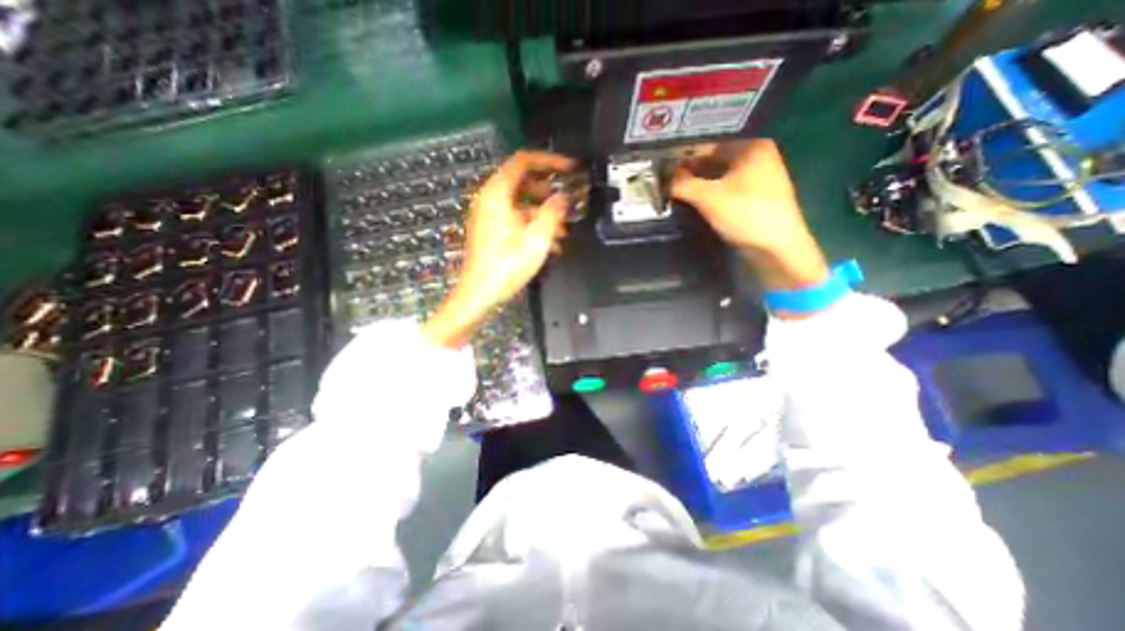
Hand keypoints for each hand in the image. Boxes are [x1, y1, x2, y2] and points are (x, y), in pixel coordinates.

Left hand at [424, 152, 575, 348]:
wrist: (479, 294)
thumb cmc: (505, 267)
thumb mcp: (537, 239)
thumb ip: (554, 213)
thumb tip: (563, 198)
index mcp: (497, 195)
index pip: (524, 161)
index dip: (549, 161)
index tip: (568, 168)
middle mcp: (490, 201)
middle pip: (522, 182)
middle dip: (548, 190)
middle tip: (565, 200)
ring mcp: (489, 216)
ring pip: (520, 202)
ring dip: (543, 211)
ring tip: (562, 228)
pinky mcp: (491, 231)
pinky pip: (515, 218)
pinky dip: (532, 224)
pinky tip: (549, 242)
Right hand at [671, 138, 828, 291]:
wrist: (776, 248)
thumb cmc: (746, 215)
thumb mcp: (709, 198)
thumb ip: (683, 185)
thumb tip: (661, 180)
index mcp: (751, 147)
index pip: (707, 147)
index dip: (682, 158)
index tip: (661, 169)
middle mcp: (757, 157)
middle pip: (713, 161)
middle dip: (689, 172)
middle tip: (664, 183)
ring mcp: (758, 178)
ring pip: (718, 177)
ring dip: (697, 184)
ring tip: (673, 193)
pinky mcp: (754, 198)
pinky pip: (725, 189)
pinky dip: (709, 194)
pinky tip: (692, 202)